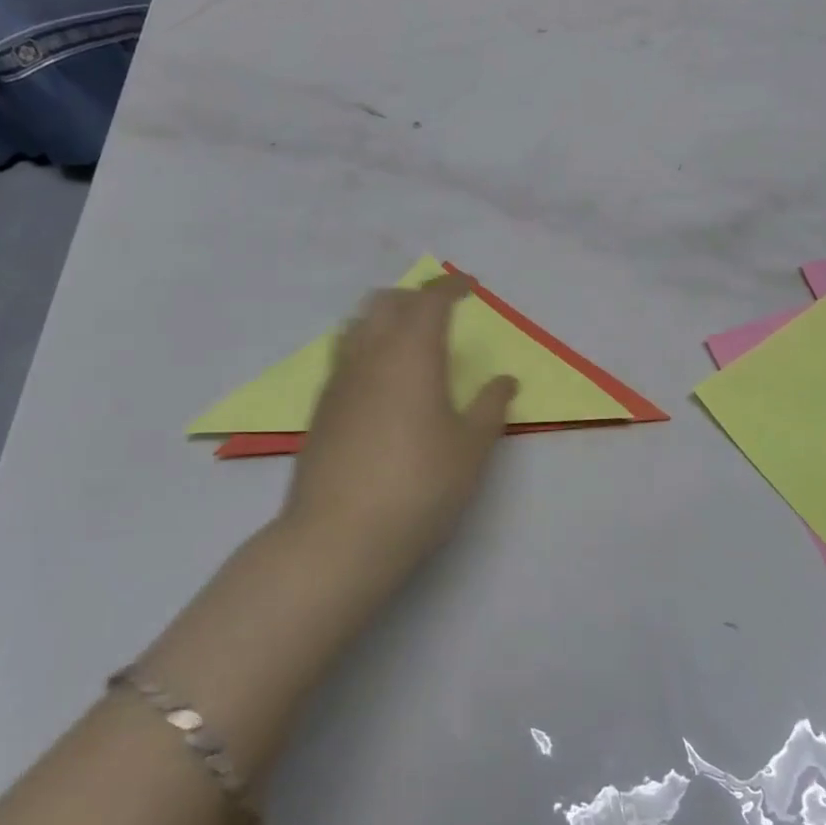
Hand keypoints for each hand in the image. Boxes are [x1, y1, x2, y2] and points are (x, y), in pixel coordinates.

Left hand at [281, 273, 515, 583]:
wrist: (338, 538)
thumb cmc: (418, 488)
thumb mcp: (470, 450)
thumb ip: (490, 408)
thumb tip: (505, 381)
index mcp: (411, 354)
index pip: (429, 300)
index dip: (451, 286)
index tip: (470, 287)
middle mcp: (370, 355)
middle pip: (386, 302)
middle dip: (415, 296)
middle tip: (441, 313)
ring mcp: (338, 380)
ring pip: (357, 324)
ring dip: (384, 317)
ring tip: (406, 340)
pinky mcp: (320, 408)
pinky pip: (343, 356)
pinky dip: (365, 347)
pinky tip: (379, 381)